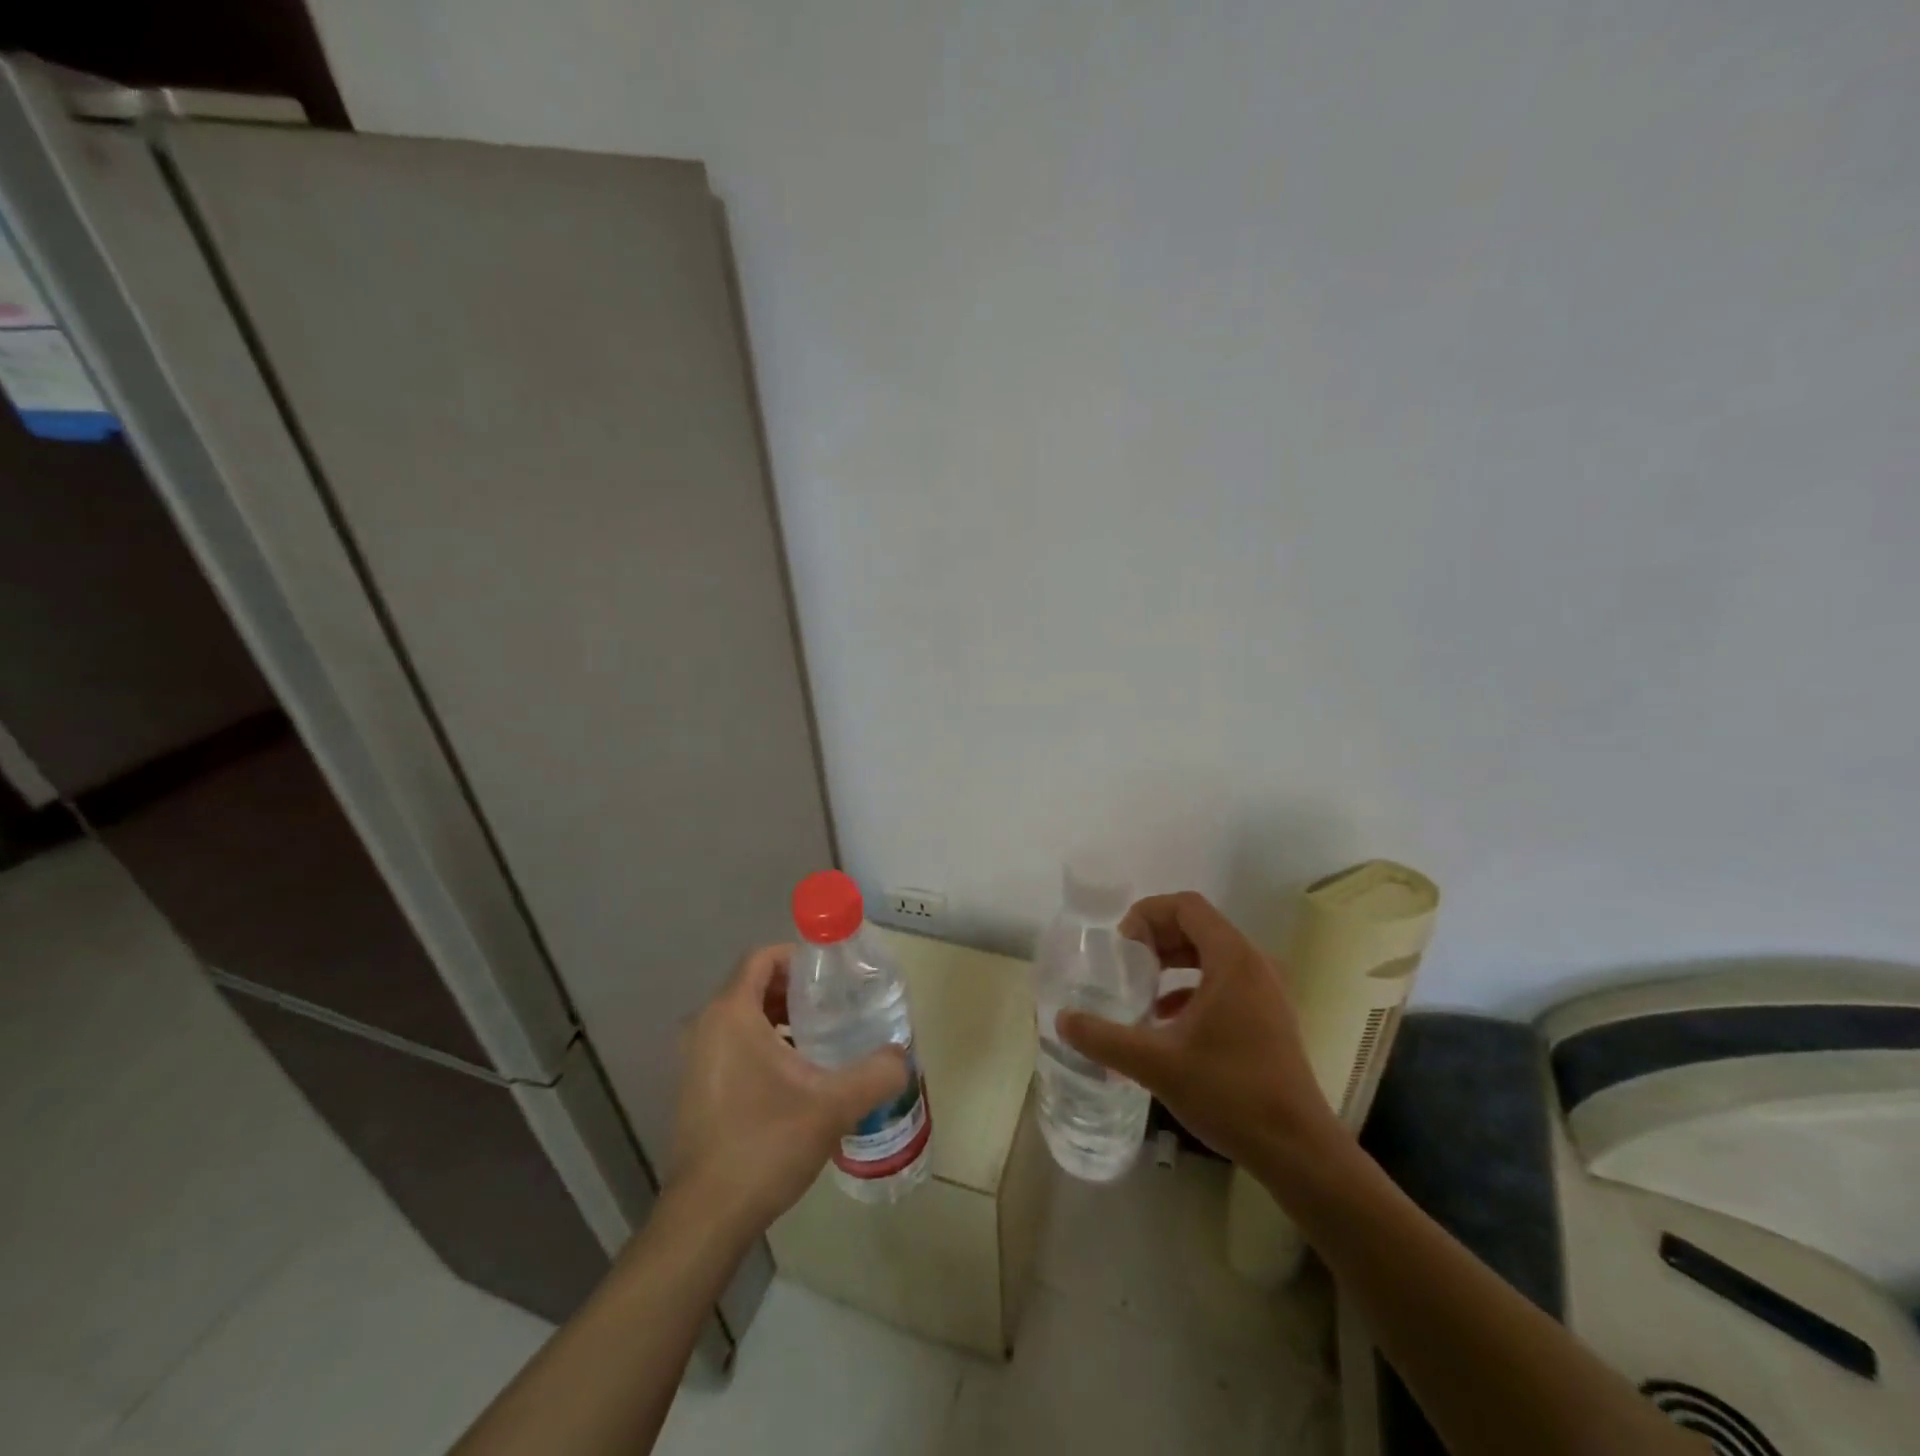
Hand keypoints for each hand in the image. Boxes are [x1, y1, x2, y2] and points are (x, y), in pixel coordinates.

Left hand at [667, 944, 907, 1237]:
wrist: (706, 1219)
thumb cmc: (764, 1145)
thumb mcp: (832, 1105)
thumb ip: (875, 1073)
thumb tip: (902, 1056)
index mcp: (730, 1014)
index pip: (763, 957)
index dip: (801, 957)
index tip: (835, 975)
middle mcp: (705, 1027)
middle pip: (755, 985)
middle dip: (798, 990)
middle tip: (838, 1007)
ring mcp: (695, 1059)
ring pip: (744, 1017)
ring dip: (783, 1019)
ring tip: (824, 1040)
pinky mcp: (696, 1088)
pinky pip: (733, 1045)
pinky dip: (765, 1044)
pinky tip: (797, 1077)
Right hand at [1056, 891, 1340, 1171]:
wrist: (1298, 1150)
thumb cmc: (1230, 1093)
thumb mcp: (1156, 1063)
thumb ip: (1104, 1037)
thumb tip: (1062, 1020)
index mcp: (1233, 960)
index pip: (1186, 906)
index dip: (1148, 914)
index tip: (1121, 945)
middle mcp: (1254, 964)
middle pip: (1198, 926)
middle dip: (1156, 938)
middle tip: (1124, 964)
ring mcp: (1266, 991)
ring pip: (1212, 955)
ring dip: (1173, 962)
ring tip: (1141, 988)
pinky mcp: (1269, 1017)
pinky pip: (1224, 982)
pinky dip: (1192, 987)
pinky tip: (1166, 1020)